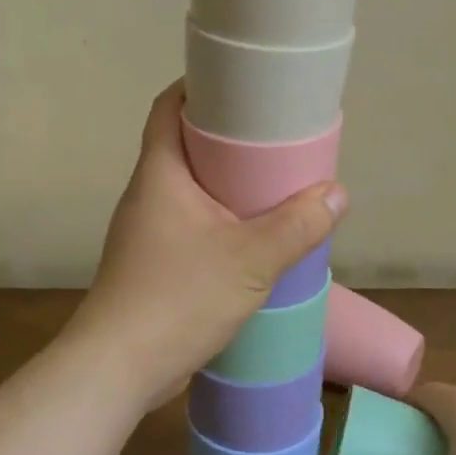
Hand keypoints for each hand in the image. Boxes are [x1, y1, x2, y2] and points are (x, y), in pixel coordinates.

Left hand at [66, 81, 346, 410]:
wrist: (119, 369)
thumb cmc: (178, 297)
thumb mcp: (250, 259)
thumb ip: (297, 225)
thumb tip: (336, 193)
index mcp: (160, 173)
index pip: (168, 107)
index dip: (198, 87)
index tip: (240, 85)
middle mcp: (147, 194)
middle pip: (183, 146)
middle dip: (226, 138)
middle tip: (273, 137)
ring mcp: (146, 232)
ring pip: (189, 190)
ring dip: (225, 185)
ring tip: (272, 185)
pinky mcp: (153, 265)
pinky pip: (190, 226)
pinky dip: (220, 221)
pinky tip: (252, 239)